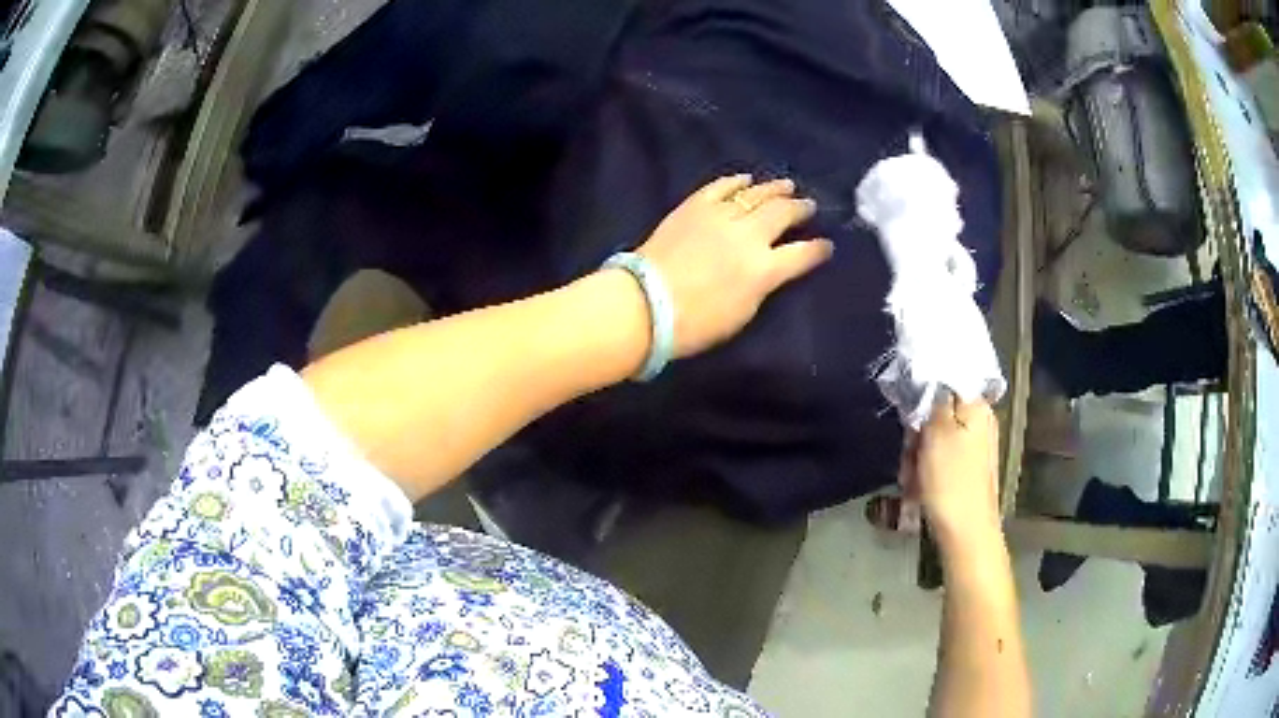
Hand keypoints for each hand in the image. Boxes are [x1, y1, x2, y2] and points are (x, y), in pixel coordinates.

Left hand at [635, 175, 833, 357]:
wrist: (645, 303)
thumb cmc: (696, 323)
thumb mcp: (743, 314)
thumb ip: (762, 287)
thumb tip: (769, 270)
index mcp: (764, 269)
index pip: (803, 254)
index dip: (818, 249)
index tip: (827, 245)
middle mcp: (748, 235)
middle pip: (782, 214)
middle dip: (800, 208)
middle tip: (809, 205)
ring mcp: (720, 215)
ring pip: (755, 194)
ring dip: (774, 189)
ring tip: (787, 185)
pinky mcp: (694, 206)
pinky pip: (720, 186)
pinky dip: (736, 181)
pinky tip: (746, 178)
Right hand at [904, 396, 1000, 546]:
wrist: (965, 533)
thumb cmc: (951, 482)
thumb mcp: (937, 433)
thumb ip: (933, 400)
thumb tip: (931, 379)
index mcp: (977, 408)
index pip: (946, 381)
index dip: (923, 394)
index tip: (909, 414)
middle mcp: (978, 423)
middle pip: (937, 413)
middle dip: (917, 432)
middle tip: (910, 453)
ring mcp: (972, 449)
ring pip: (933, 439)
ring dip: (916, 456)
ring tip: (912, 477)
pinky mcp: (964, 472)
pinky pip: (938, 460)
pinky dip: (925, 472)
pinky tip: (917, 488)